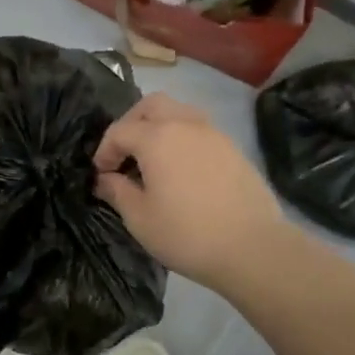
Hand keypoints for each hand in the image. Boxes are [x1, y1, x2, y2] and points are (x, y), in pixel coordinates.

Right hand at [92, 93, 289, 294]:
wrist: (253, 248)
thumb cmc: (187, 234)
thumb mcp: (140, 218)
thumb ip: (117, 191)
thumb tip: (105, 179)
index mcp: (157, 137)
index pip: (119, 131)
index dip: (104, 151)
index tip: (101, 175)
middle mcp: (185, 124)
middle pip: (151, 105)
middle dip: (131, 123)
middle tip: (125, 153)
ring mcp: (214, 134)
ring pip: (179, 112)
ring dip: (159, 127)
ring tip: (153, 159)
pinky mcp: (233, 148)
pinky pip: (199, 130)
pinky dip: (182, 138)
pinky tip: (181, 170)